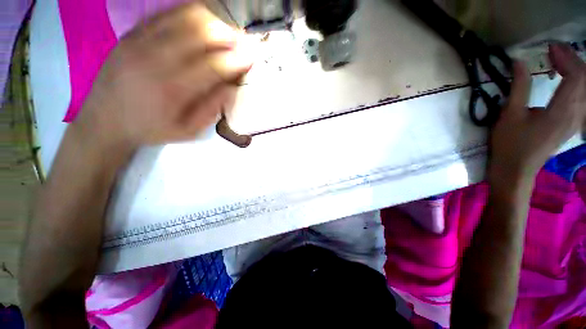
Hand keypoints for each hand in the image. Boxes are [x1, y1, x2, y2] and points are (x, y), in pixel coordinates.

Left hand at [74, 2, 252, 152]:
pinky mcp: (131, 34)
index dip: (236, 59)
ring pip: (184, 17)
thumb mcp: (187, 131)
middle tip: (242, 41)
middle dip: (228, 35)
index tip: (252, 57)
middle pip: (200, 34)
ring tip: (225, 31)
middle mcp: (155, 59)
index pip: (213, 66)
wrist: (105, 119)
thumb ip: (212, 110)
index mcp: (172, 90)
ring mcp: (140, 41)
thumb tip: (232, 88)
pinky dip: (189, 14)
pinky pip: (165, 13)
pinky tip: (201, 22)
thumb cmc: (151, 129)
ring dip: (212, 22)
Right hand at [490, 43, 585, 180]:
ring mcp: (576, 121)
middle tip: (554, 51)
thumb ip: (519, 87)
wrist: (515, 170)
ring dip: (576, 70)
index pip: (577, 75)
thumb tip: (520, 62)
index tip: (549, 47)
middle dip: (572, 60)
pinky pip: (583, 98)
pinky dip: (577, 84)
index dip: (566, 57)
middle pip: (585, 80)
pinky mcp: (571, 124)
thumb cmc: (510, 144)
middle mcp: (576, 114)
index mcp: (562, 111)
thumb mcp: (510, 115)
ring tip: (559, 62)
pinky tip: (565, 81)